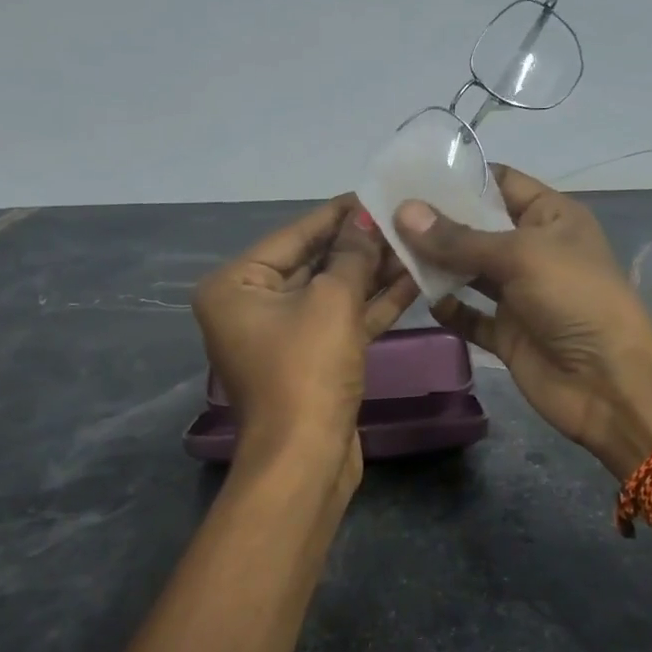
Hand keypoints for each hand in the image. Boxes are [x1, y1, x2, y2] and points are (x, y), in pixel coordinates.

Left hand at [194, 197, 419, 469]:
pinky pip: (341, 322)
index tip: (376, 192)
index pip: (294, 235)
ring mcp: (282, 337)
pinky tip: (411, 282)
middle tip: (403, 218)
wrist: (307, 459)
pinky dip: (372, 306)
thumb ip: (352, 255)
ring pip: (332, 294)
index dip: (338, 214)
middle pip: (313, 263)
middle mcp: (252, 307)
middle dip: (360, 245)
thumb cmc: (307, 370)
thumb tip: (366, 219)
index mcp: (236, 285)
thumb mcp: (332, 301)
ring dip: (372, 274)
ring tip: (415, 245)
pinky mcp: (311, 362)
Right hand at [394, 167, 651, 478]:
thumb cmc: (574, 299)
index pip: (500, 183)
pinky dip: (448, 308)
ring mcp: (518, 294)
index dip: (459, 177)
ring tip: (388, 250)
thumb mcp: (519, 256)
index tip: (409, 174)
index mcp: (550, 216)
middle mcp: (532, 250)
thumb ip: (459, 238)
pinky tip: (421, 299)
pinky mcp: (506, 332)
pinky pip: (469, 315)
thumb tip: (403, 211)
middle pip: (476, 227)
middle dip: (436, 221)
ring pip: (468, 271)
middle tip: (383, 213)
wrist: (608, 382)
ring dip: (435, 264)